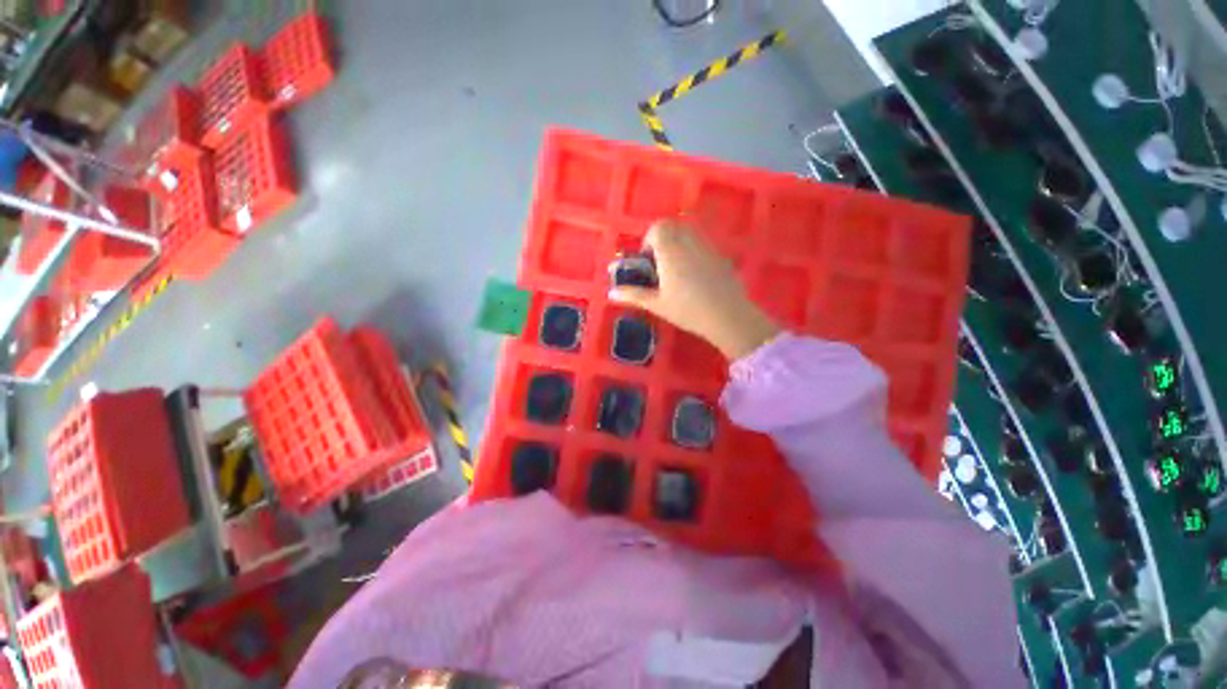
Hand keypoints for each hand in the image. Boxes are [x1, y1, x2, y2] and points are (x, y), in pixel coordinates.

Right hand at [609, 219, 779, 359]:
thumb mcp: (657, 304)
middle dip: (663, 238)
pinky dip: (694, 250)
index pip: (658, 227)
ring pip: (689, 232)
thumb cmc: (688, 310)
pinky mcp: (721, 255)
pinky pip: (703, 243)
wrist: (727, 316)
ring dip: (678, 242)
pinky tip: (696, 275)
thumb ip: (634, 295)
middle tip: (660, 262)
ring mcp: (708, 247)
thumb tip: (611, 292)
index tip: (648, 260)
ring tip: (676, 269)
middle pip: (673, 225)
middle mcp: (689, 242)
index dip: (649, 239)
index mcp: (670, 251)